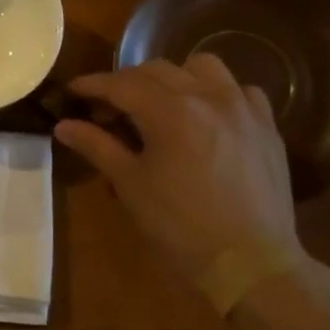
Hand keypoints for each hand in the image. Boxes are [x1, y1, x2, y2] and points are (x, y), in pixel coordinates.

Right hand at [53, 55, 302, 280]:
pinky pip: (239, 90)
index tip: (72, 91)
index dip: (92, 85)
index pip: (121, 83)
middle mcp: (207, 96)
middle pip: (157, 70)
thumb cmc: (180, 225)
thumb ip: (97, 146)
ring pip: (202, 67)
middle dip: (127, 82)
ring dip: (174, 77)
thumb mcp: (131, 185)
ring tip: (162, 103)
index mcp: (169, 110)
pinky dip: (216, 93)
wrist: (250, 262)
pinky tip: (208, 116)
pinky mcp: (267, 125)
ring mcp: (242, 107)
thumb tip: (62, 125)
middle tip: (109, 108)